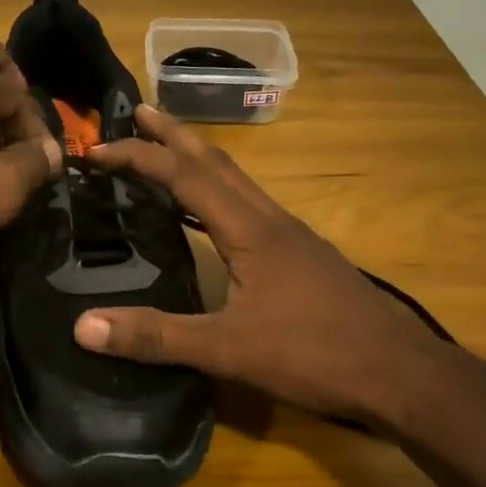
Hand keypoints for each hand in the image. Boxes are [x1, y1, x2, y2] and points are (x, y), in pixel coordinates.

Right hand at [72, 105, 485, 438]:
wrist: (402, 375)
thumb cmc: (315, 355)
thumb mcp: (228, 350)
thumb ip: (157, 336)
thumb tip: (83, 326)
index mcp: (250, 229)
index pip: (185, 176)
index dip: (139, 157)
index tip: (97, 150)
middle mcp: (272, 219)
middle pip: (217, 161)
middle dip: (174, 134)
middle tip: (138, 111)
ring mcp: (293, 236)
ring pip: (238, 181)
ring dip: (200, 159)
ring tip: (169, 150)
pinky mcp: (304, 256)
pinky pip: (251, 205)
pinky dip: (221, 191)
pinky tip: (216, 215)